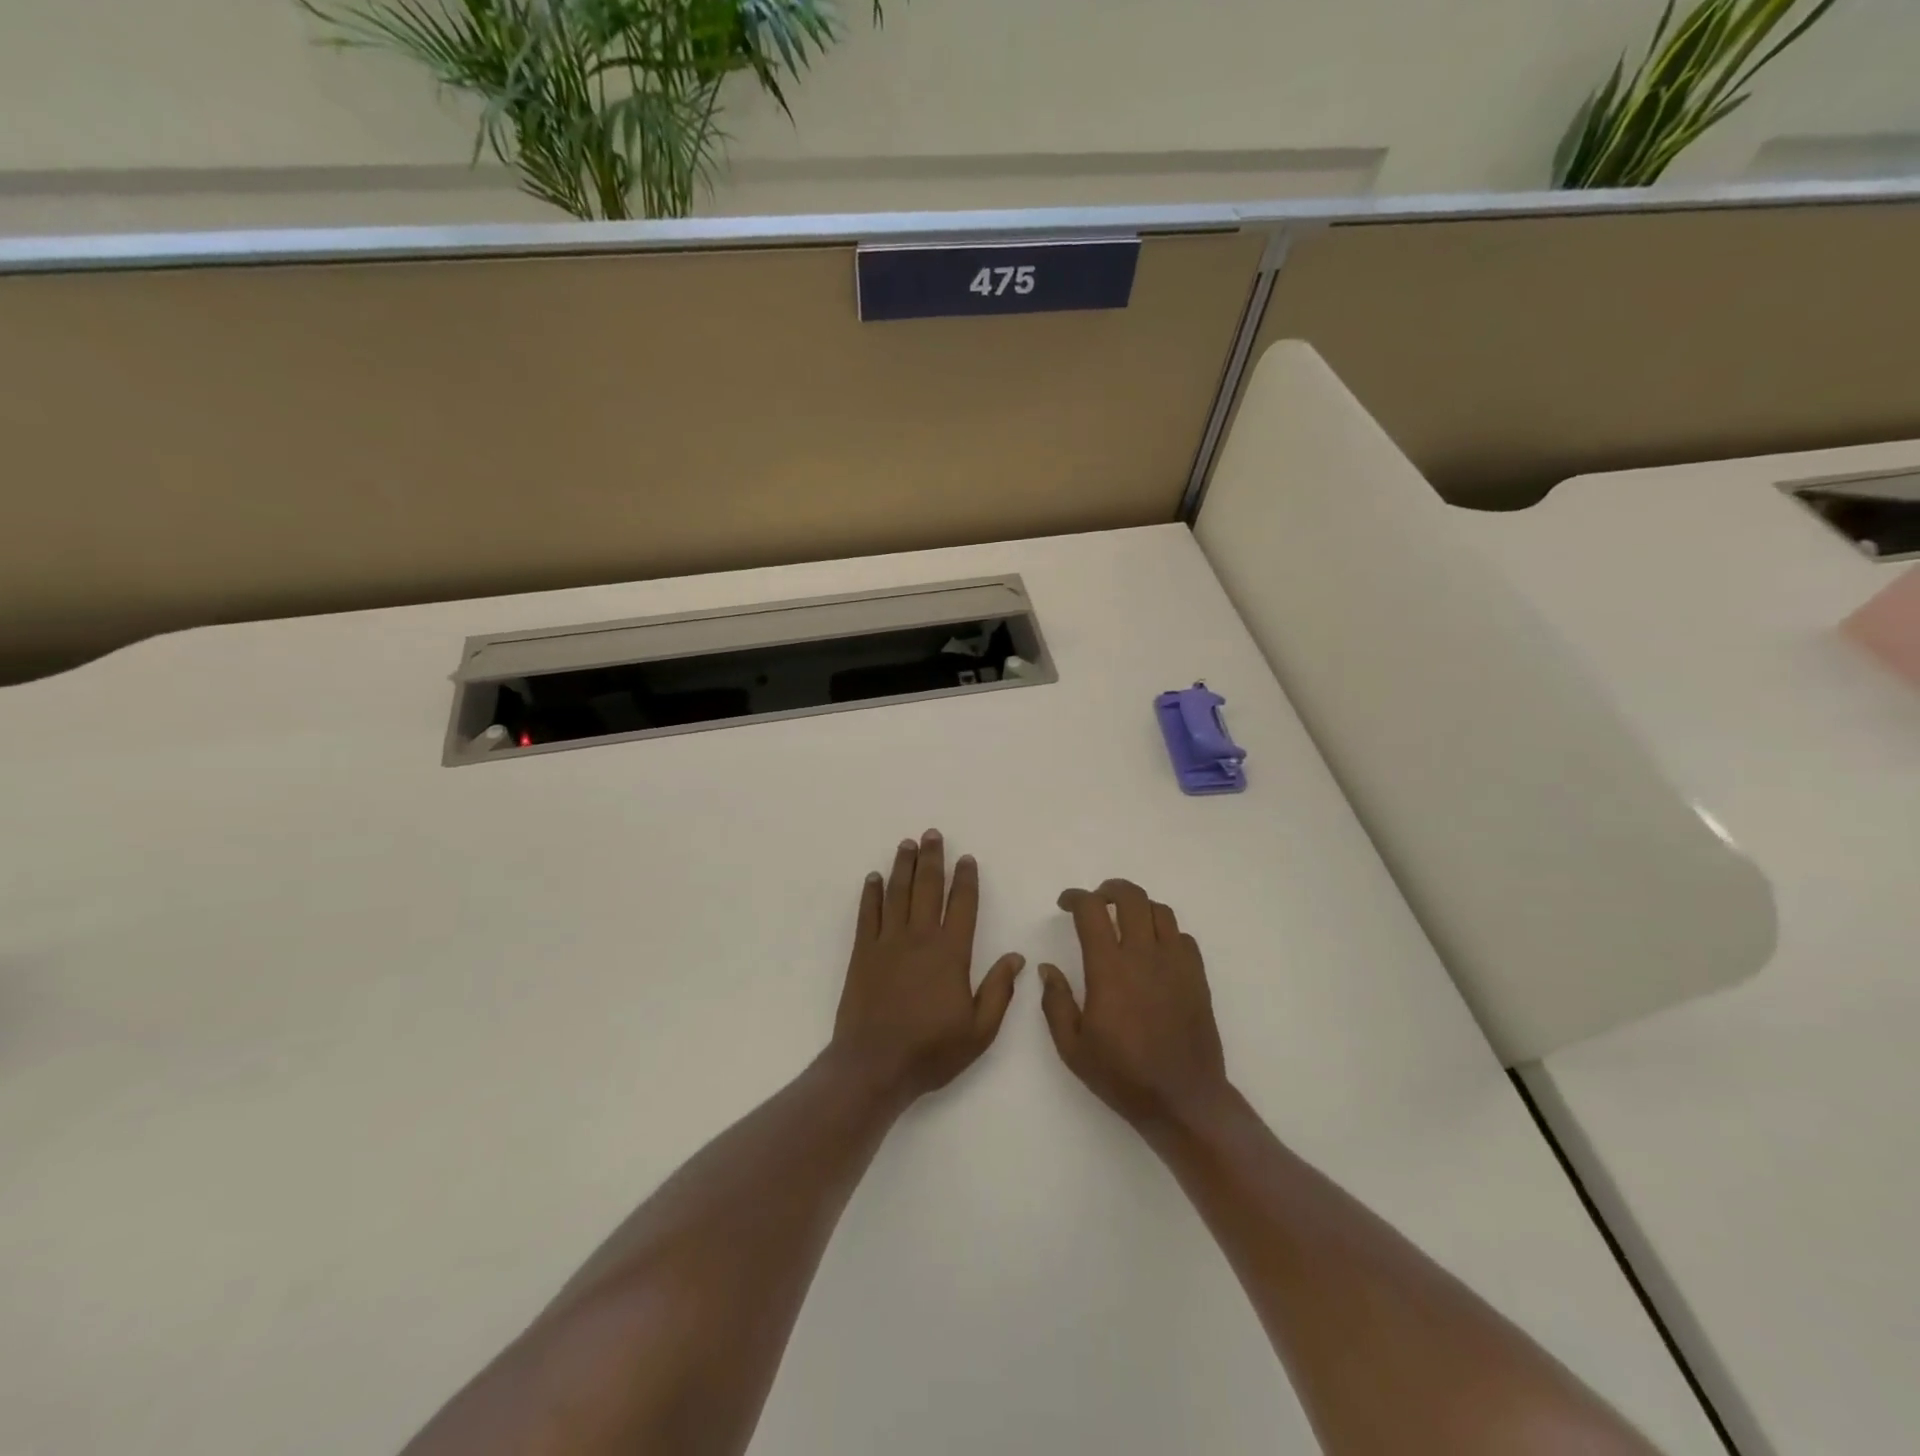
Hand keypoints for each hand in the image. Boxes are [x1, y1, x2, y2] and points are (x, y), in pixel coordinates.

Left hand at [830, 830, 1024, 1107]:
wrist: (874, 1065)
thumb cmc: (931, 1050)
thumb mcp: (979, 1030)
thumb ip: (999, 991)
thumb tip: (1017, 957)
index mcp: (951, 953)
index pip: (962, 906)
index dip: (965, 880)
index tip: (966, 859)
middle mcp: (919, 938)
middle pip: (927, 888)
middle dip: (932, 859)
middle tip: (933, 834)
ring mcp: (887, 943)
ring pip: (897, 894)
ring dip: (903, 867)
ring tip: (908, 844)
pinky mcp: (862, 953)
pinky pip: (867, 914)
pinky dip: (870, 894)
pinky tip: (873, 878)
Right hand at [1039, 879, 1228, 1130]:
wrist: (1183, 1100)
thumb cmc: (1122, 1075)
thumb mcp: (1072, 1047)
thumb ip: (1055, 1002)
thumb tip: (1047, 968)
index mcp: (1109, 969)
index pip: (1092, 911)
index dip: (1076, 898)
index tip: (1065, 903)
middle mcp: (1144, 955)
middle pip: (1132, 897)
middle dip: (1110, 889)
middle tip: (1097, 901)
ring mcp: (1176, 964)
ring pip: (1160, 911)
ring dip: (1139, 907)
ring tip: (1126, 921)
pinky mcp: (1197, 977)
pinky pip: (1183, 937)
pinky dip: (1165, 932)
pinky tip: (1155, 950)